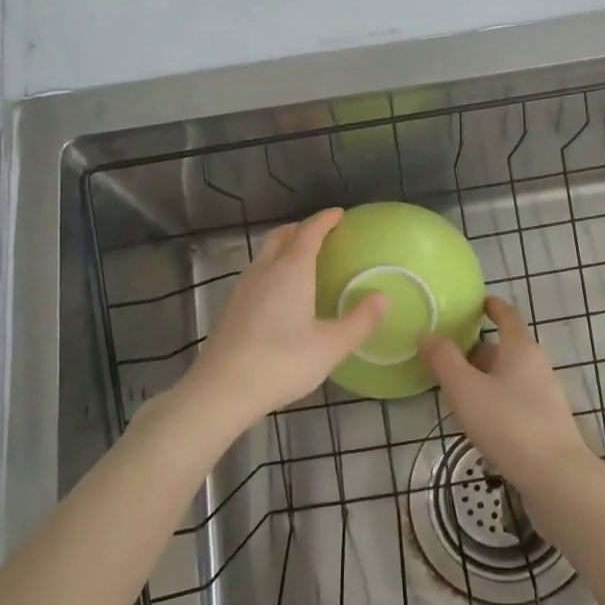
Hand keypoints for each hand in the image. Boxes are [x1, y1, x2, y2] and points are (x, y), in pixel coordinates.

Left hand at [182, 209, 385, 431]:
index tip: (340, 214)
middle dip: (302, 229)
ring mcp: (243, 289)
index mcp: (291, 270)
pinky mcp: (231, 308)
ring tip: (305, 263)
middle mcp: (265, 271)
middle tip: (323, 235)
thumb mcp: (330, 346)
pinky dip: (273, 271)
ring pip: (266, 255)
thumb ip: (359, 321)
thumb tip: (383, 298)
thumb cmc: (281, 363)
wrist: (221, 390)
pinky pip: (257, 275)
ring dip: (285, 249)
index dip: (325, 220)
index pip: (309, 232)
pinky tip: (281, 296)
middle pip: (282, 236)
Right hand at [419, 297, 594, 491]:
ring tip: (455, 388)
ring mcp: (545, 396)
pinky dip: (495, 399)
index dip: (491, 306)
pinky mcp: (545, 424)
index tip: (476, 301)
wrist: (556, 478)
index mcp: (520, 348)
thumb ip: (444, 360)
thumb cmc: (508, 424)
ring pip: (509, 376)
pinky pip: (515, 400)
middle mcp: (537, 365)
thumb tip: (427, 333)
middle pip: (505, 348)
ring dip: (484, 377)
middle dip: (478, 348)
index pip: (507, 315)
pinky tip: (478, 419)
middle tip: (448, 352)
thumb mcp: (466, 389)